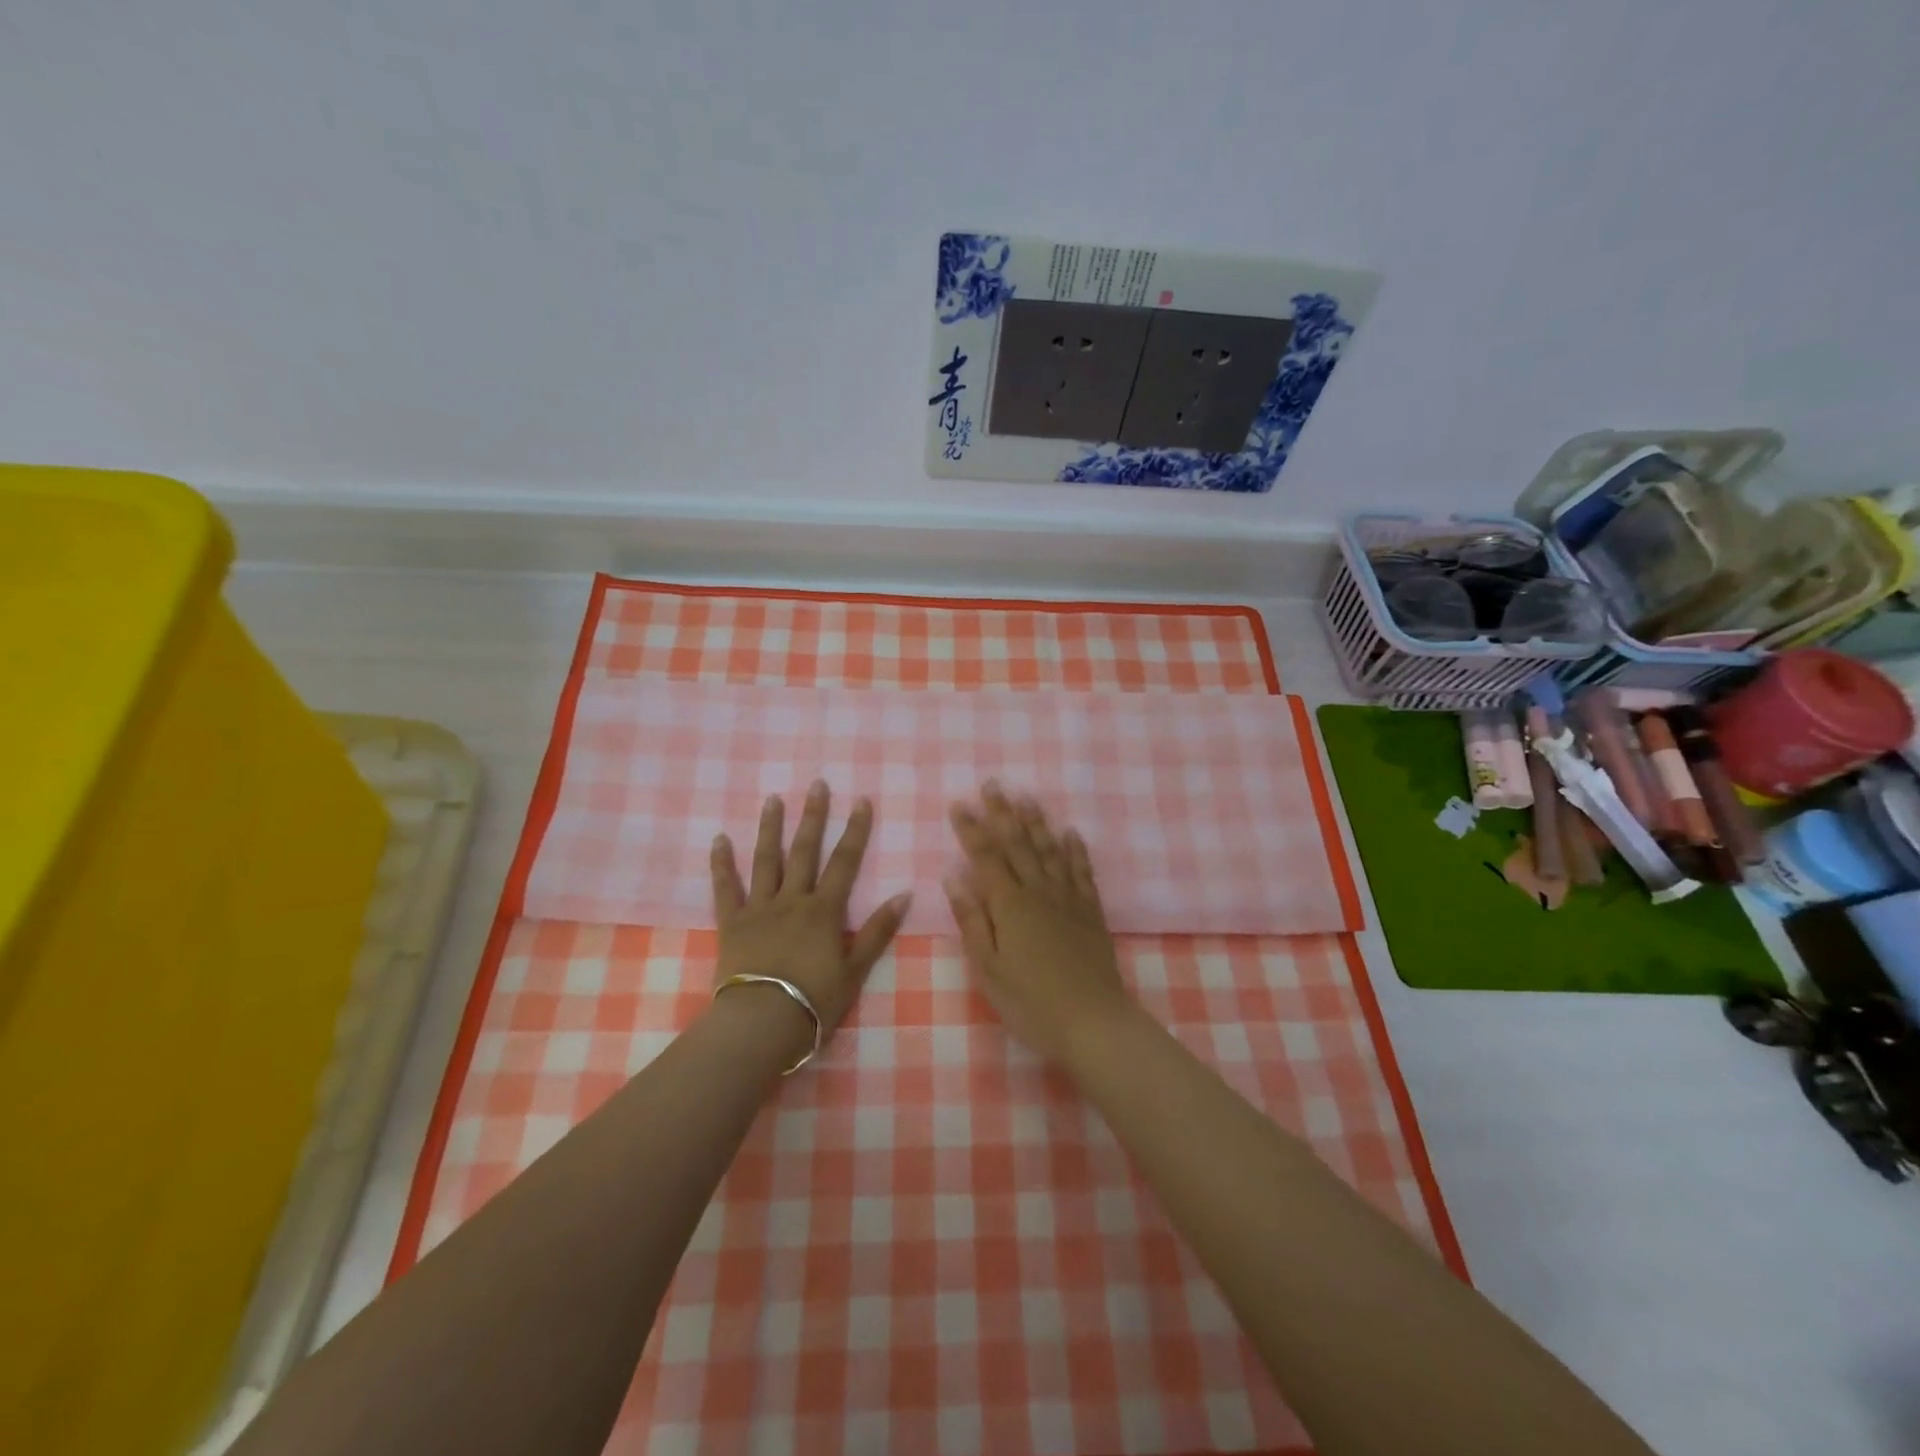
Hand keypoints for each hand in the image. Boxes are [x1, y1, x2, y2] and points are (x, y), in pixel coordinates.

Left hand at [710, 781, 910, 1048]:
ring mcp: (759, 909)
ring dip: (770, 828)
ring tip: (773, 799)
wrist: (760, 1023)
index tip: (861, 801)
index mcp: (824, 911)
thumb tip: (905, 895)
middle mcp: (792, 900)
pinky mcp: (731, 924)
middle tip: (817, 784)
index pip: (844, 862)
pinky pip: (725, 888)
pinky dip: (721, 864)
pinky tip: (719, 839)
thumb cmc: (813, 1001)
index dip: (855, 830)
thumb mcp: (855, 970)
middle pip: (804, 851)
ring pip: (765, 860)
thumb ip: (878, 931)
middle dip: (813, 816)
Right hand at [944, 783, 1134, 1065]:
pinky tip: (1071, 833)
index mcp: (1009, 905)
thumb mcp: (988, 968)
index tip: (960, 805)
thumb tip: (954, 877)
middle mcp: (1038, 891)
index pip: (985, 857)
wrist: (1092, 1021)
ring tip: (1027, 797)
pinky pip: (1082, 871)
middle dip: (1002, 813)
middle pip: (1017, 844)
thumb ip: (972, 920)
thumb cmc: (1030, 1002)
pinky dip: (1075, 850)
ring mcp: (1068, 899)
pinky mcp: (1091, 911)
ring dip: (1036, 822)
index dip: (971, 830)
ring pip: (1049, 850)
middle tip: (993, 784)